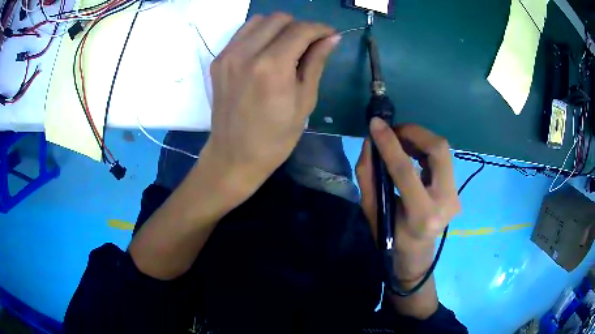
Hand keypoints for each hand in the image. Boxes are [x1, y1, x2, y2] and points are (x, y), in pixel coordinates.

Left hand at [201, 13, 339, 197]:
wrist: (234, 155)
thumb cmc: (275, 137)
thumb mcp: (305, 102)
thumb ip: (316, 63)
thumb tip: (332, 38)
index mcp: (272, 67)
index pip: (301, 30)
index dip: (321, 29)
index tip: (331, 35)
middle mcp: (246, 53)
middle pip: (279, 19)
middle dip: (300, 26)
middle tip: (309, 44)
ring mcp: (228, 55)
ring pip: (259, 20)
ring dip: (279, 27)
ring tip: (288, 45)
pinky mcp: (218, 60)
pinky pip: (243, 32)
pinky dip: (259, 33)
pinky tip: (267, 50)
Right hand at [356, 118, 460, 280]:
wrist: (417, 253)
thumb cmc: (390, 237)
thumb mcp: (371, 211)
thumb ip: (368, 175)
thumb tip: (371, 142)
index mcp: (422, 215)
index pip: (406, 171)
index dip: (389, 144)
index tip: (375, 124)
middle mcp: (446, 202)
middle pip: (438, 150)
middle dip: (414, 133)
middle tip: (393, 131)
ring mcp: (455, 194)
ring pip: (443, 150)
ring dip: (419, 137)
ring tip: (400, 139)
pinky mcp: (456, 188)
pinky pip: (442, 157)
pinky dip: (425, 146)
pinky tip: (411, 149)